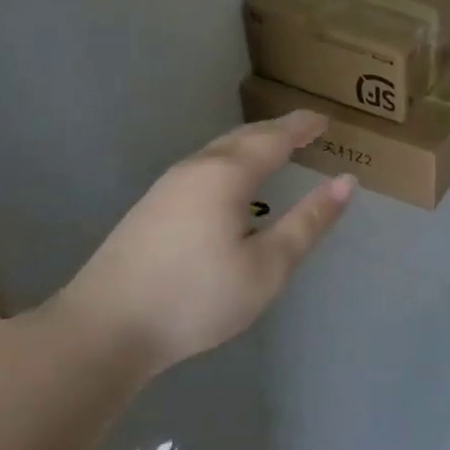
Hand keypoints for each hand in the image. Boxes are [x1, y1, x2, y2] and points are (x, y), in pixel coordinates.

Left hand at [53, 111, 352, 373]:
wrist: (104, 330)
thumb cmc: (196, 298)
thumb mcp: (268, 266)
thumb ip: (308, 222)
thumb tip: (346, 182)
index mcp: (226, 175)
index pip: (273, 138)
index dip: (302, 127)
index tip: (325, 120)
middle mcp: (195, 170)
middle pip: (242, 137)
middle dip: (277, 131)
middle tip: (305, 130)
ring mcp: (166, 188)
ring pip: (218, 152)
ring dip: (251, 145)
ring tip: (276, 151)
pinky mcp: (150, 209)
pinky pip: (203, 168)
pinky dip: (231, 163)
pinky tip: (232, 186)